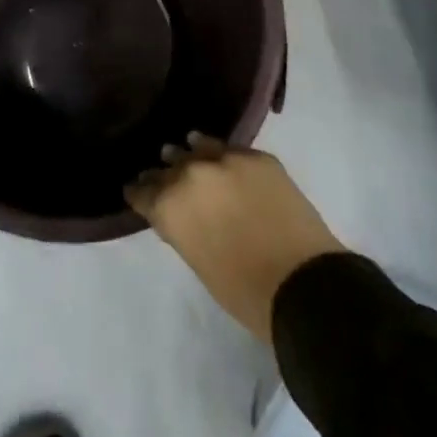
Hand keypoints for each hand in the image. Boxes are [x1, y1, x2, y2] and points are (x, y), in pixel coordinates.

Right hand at [126, 132, 344, 343]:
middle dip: (164, 173)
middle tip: (160, 175)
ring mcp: (226, 160)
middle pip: (169, 166)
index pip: (143, 191)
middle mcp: (191, 173)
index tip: (136, 191)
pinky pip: (231, 150)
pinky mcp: (257, 156)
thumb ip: (182, 227)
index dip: (139, 192)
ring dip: (191, 154)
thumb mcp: (197, 260)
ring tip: (188, 151)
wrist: (300, 282)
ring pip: (198, 146)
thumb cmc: (242, 290)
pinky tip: (221, 155)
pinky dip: (223, 154)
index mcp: (170, 205)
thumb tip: (181, 212)